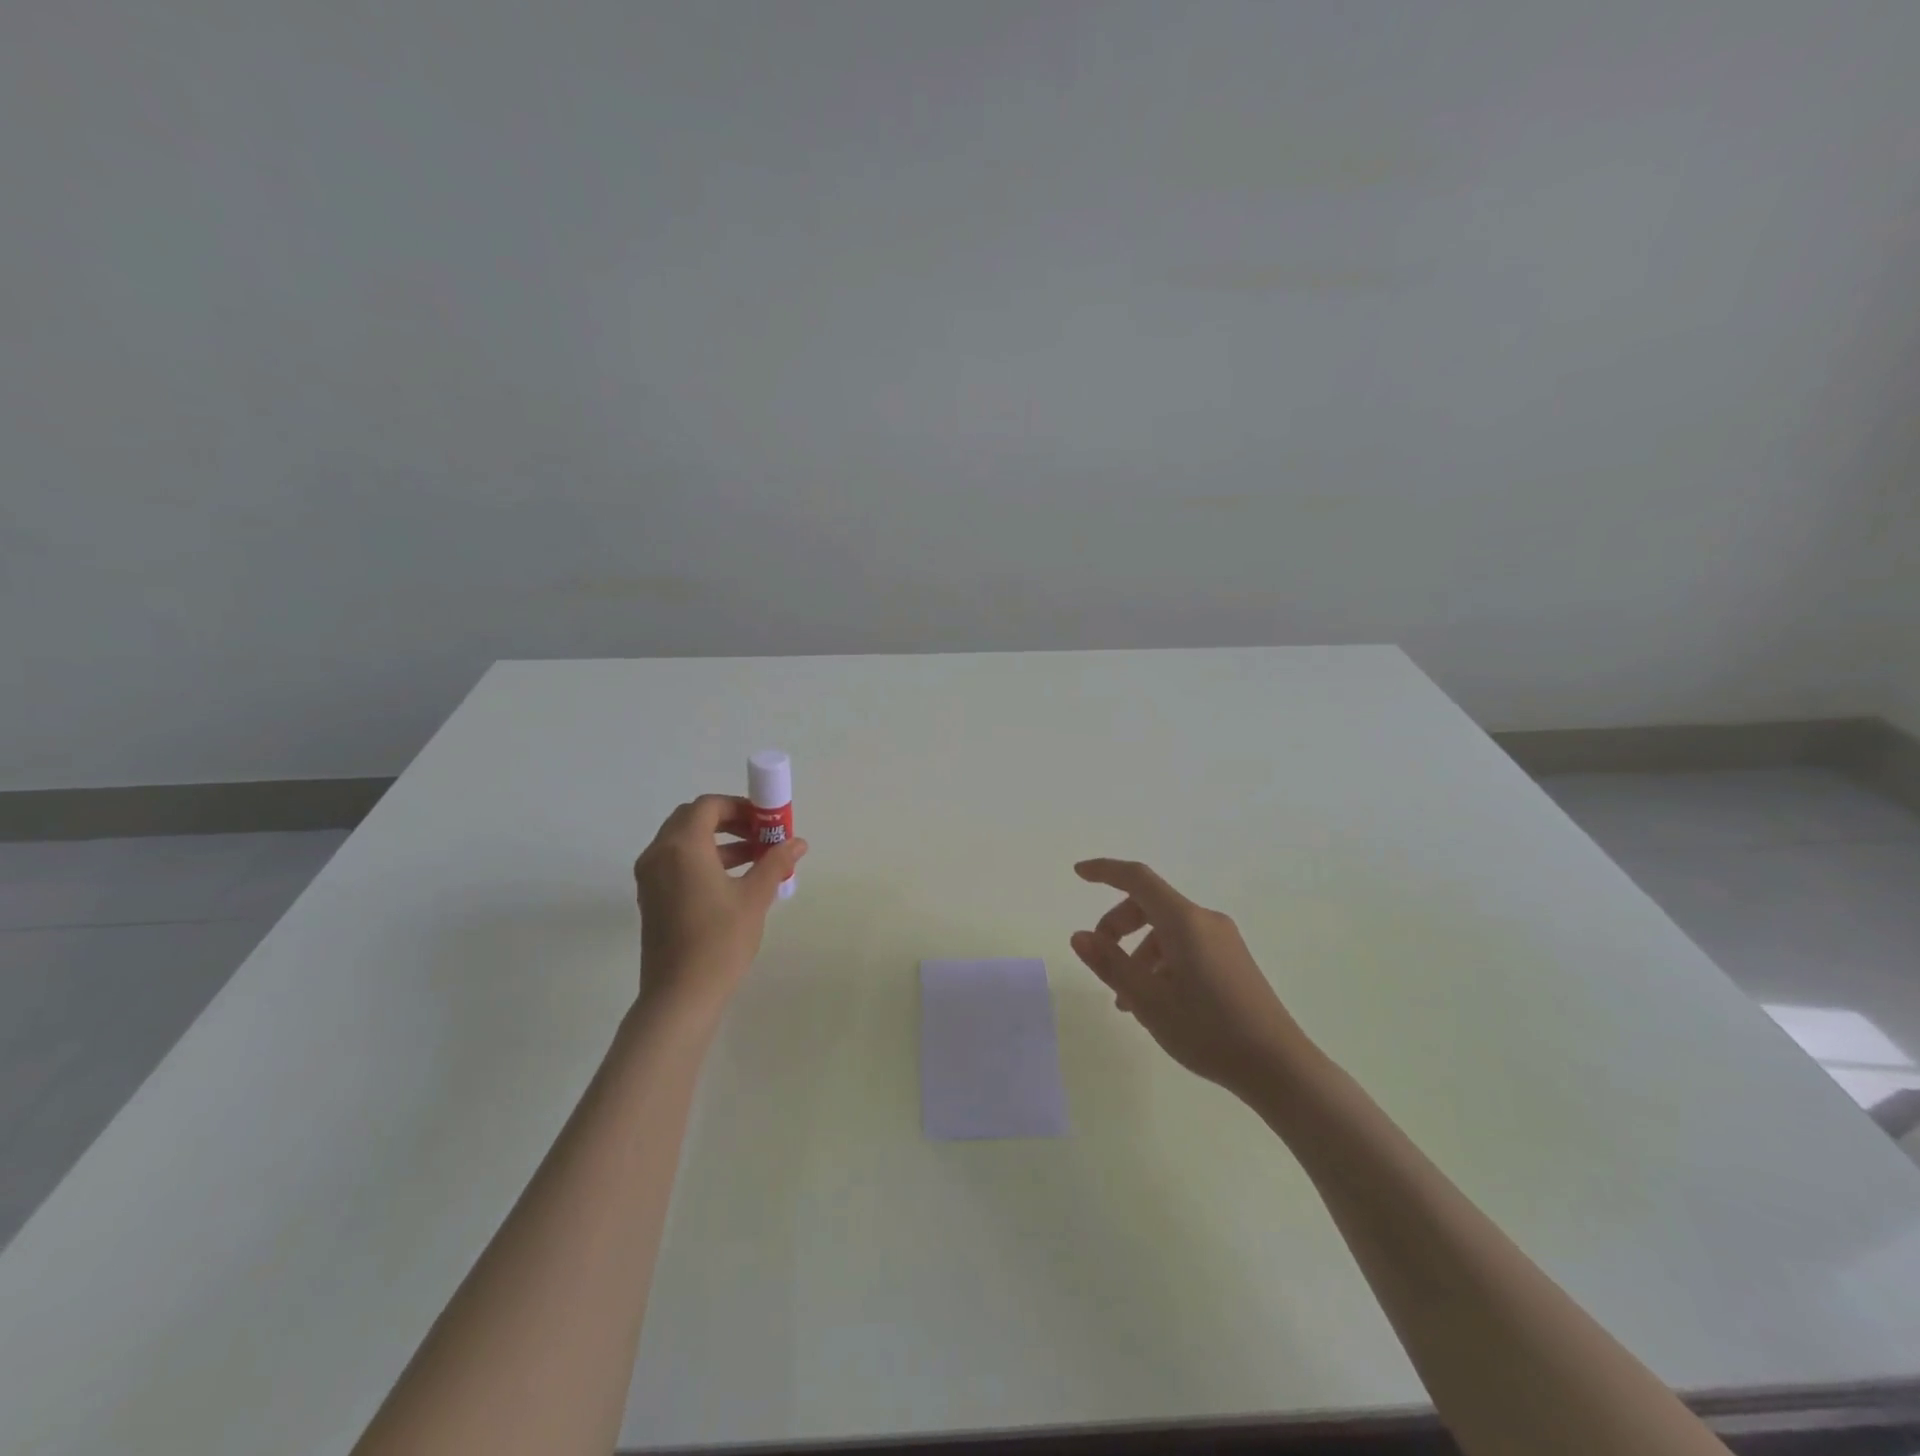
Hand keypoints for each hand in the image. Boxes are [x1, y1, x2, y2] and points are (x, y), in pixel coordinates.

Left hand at [632, 794, 806, 1022]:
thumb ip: (775, 863)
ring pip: (683, 842)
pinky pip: (676, 862)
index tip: (766, 820)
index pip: (709, 806)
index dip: (739, 806)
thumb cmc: (720, 941)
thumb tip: (798, 842)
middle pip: (692, 819)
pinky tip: (732, 880)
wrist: (680, 996)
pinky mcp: (651, 898)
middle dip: (728, 821)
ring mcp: (650, 877)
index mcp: (682, 846)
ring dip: (718, 841)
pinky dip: (703, 859)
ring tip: (755, 857)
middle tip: (760, 834)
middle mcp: (659, 854)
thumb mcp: (755, 897)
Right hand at [1070, 858, 1306, 1099]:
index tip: (1078, 872)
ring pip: (1166, 930)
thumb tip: (1079, 936)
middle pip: (1149, 905)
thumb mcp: (1149, 1001)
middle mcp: (1205, 921)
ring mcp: (1223, 940)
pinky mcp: (1232, 960)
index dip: (1105, 871)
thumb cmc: (1209, 1031)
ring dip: (1138, 953)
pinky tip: (1155, 1002)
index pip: (1138, 879)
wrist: (1279, 1068)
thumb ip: (1110, 964)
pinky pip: (1185, 946)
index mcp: (1185, 921)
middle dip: (1117, 926)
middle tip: (1100, 960)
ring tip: (1127, 1001)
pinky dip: (1160, 962)